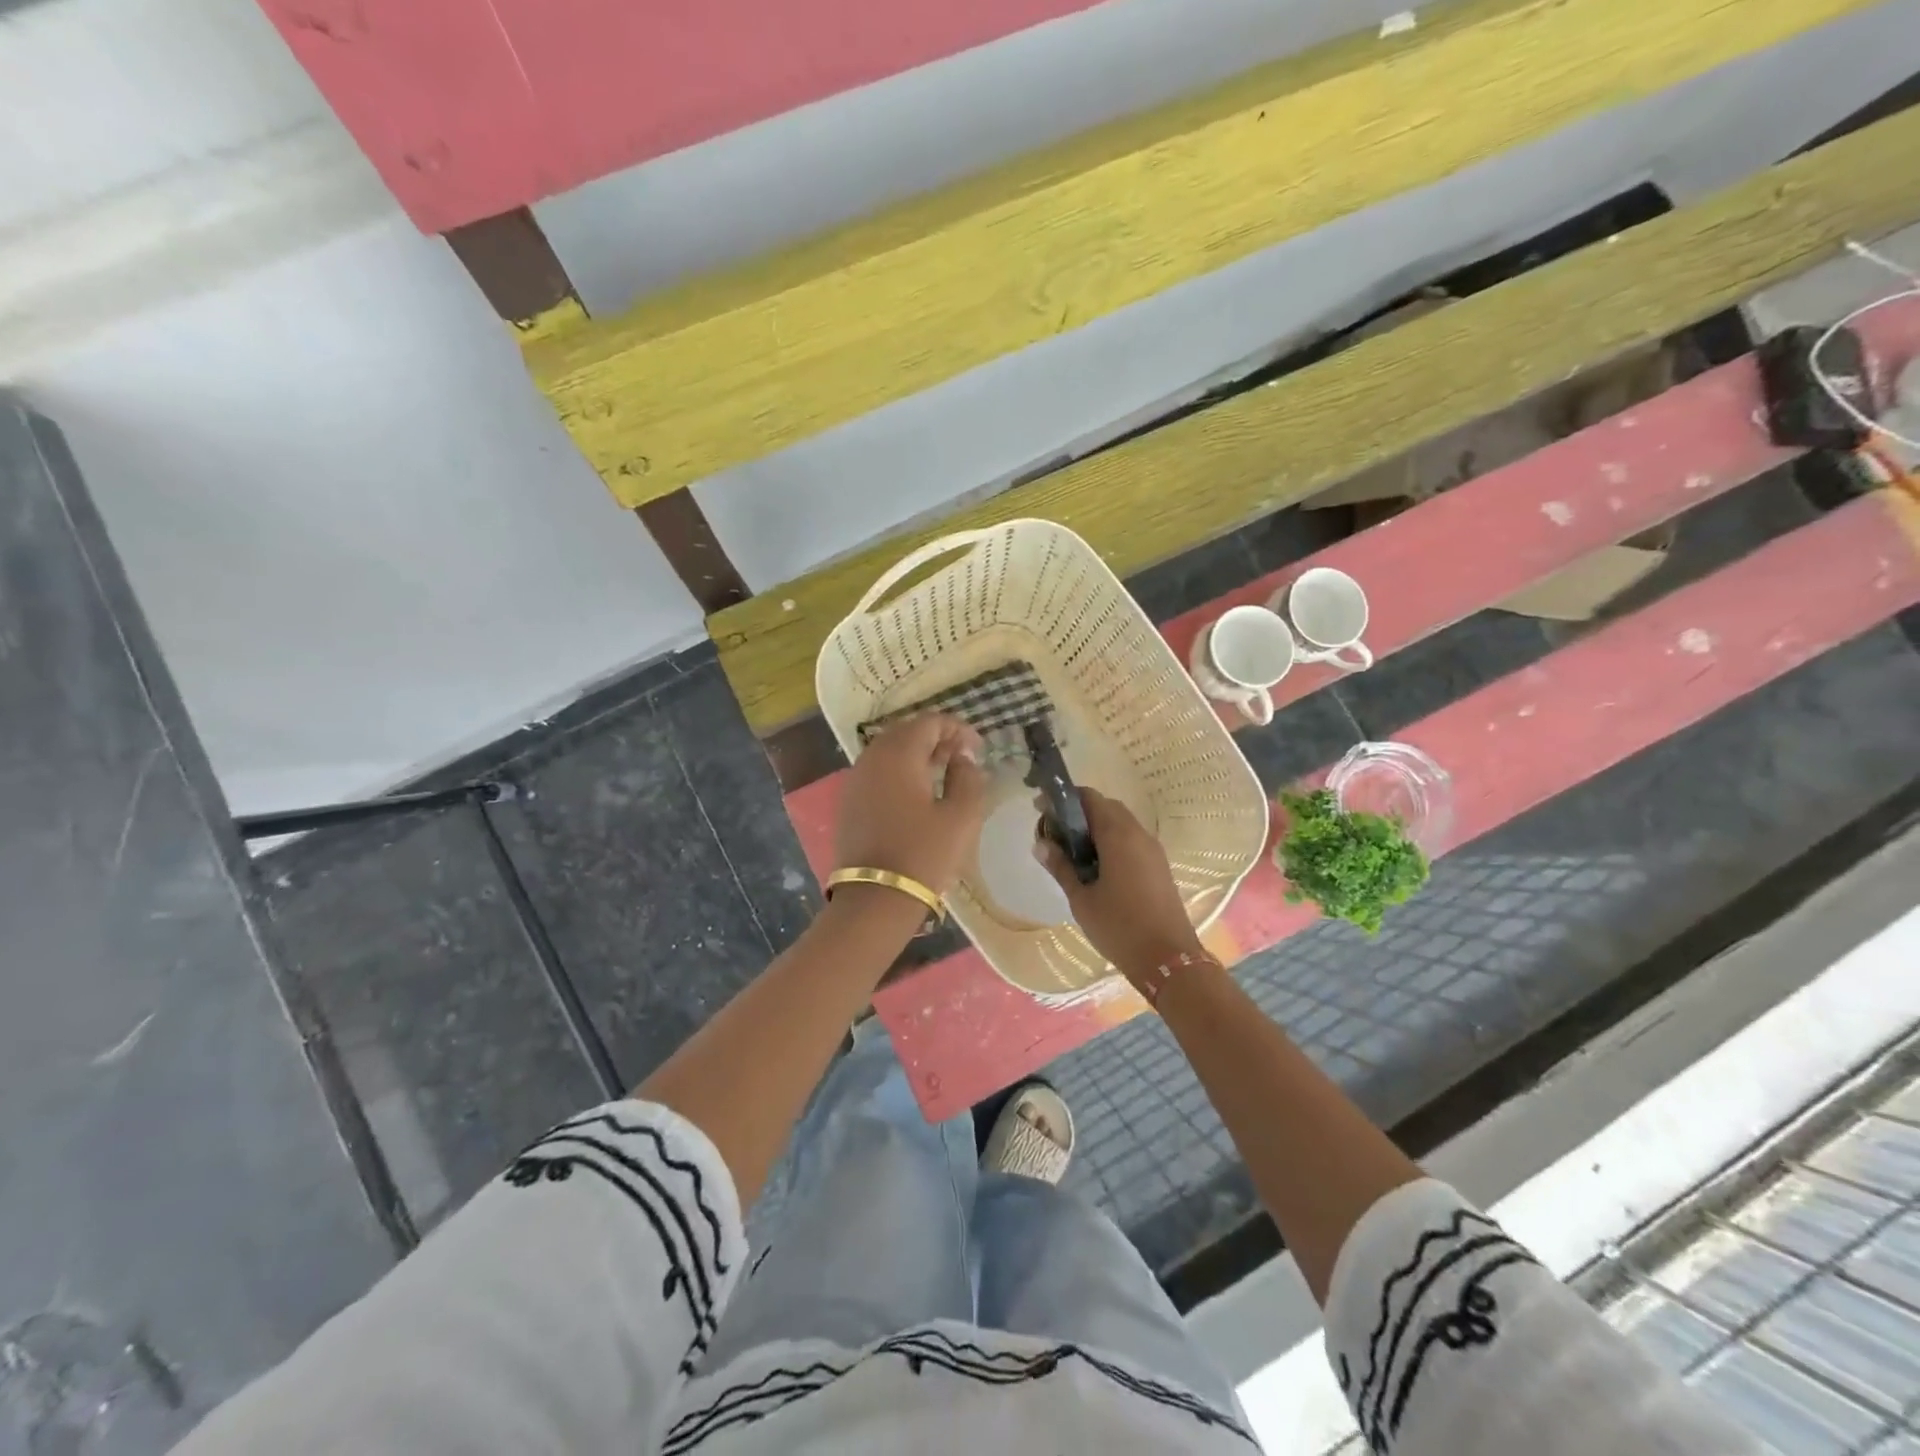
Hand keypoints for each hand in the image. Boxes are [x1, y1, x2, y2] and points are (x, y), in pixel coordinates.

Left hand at [834, 714, 988, 894]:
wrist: (875, 898)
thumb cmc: (924, 854)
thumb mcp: (961, 816)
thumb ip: (968, 777)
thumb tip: (962, 758)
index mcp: (898, 754)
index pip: (930, 722)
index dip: (958, 729)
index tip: (978, 748)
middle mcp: (871, 758)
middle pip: (906, 732)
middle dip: (936, 738)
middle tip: (962, 757)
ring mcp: (855, 780)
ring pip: (889, 751)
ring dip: (917, 755)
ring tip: (942, 774)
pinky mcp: (848, 802)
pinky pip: (877, 772)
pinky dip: (899, 772)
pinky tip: (917, 794)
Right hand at [1034, 787, 1202, 981]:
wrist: (1169, 959)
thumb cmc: (1119, 927)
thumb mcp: (1082, 899)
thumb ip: (1061, 867)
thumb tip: (1041, 844)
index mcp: (1118, 835)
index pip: (1089, 798)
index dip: (1063, 799)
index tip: (1041, 810)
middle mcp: (1138, 834)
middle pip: (1106, 807)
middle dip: (1079, 812)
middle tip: (1055, 832)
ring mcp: (1152, 849)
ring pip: (1121, 823)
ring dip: (1096, 827)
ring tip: (1072, 850)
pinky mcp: (1159, 865)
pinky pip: (1132, 840)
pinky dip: (1111, 841)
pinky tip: (1096, 866)